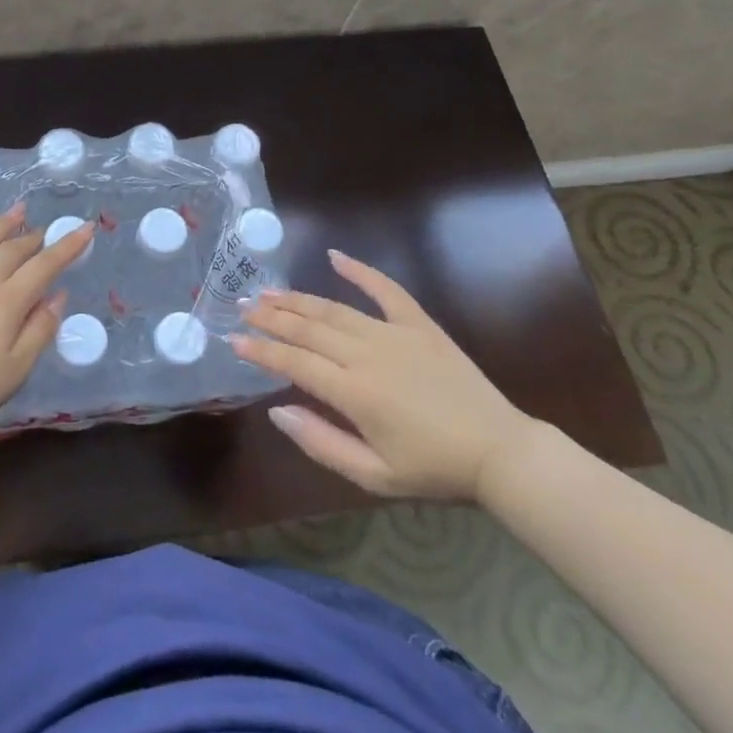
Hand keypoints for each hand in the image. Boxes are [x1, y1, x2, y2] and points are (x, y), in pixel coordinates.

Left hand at [0, 202, 92, 430]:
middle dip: (33, 238)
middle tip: (45, 230)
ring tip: (17, 210)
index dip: (67, 246)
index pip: (44, 266)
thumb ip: (40, 330)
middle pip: (12, 252)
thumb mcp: (17, 368)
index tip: (86, 228)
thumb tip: (59, 295)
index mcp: (8, 302)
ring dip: (1, 225)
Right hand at [231, 249, 537, 502]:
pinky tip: (335, 256)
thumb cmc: (433, 470)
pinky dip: (360, 270)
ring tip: (269, 291)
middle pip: (307, 329)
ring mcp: (394, 333)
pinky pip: (386, 289)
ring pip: (334, 309)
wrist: (499, 452)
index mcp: (353, 392)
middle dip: (270, 317)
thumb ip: (320, 443)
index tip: (233, 339)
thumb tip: (276, 410)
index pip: (293, 363)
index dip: (260, 350)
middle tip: (241, 305)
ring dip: (298, 298)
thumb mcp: (373, 475)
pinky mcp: (419, 324)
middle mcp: (366, 353)